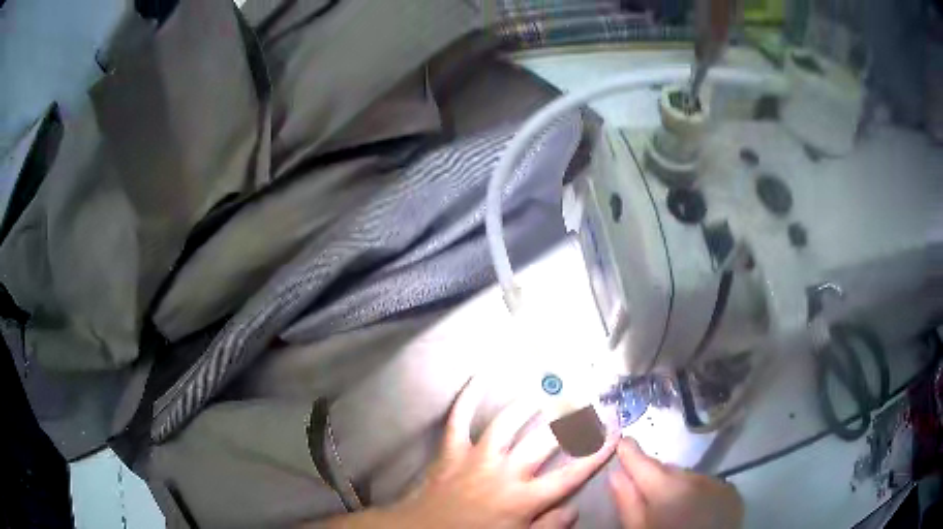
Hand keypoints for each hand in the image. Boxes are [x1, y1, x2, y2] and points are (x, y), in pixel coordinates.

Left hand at [390, 378, 616, 528]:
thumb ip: (547, 527)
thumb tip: (573, 509)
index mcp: (523, 499)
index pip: (570, 475)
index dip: (596, 453)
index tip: (615, 430)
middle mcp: (504, 473)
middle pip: (544, 442)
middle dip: (570, 419)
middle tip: (588, 399)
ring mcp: (476, 458)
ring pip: (507, 423)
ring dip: (529, 403)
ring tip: (548, 388)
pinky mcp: (451, 450)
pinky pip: (459, 419)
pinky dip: (468, 397)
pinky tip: (480, 377)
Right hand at [608, 439, 743, 528]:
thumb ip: (627, 502)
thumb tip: (616, 474)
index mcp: (668, 489)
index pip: (643, 462)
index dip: (629, 452)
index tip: (621, 441)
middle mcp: (695, 477)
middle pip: (666, 471)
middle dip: (654, 478)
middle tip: (645, 494)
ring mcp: (717, 483)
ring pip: (688, 477)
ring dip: (677, 486)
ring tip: (672, 508)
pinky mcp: (731, 492)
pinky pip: (708, 485)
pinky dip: (697, 493)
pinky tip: (693, 510)